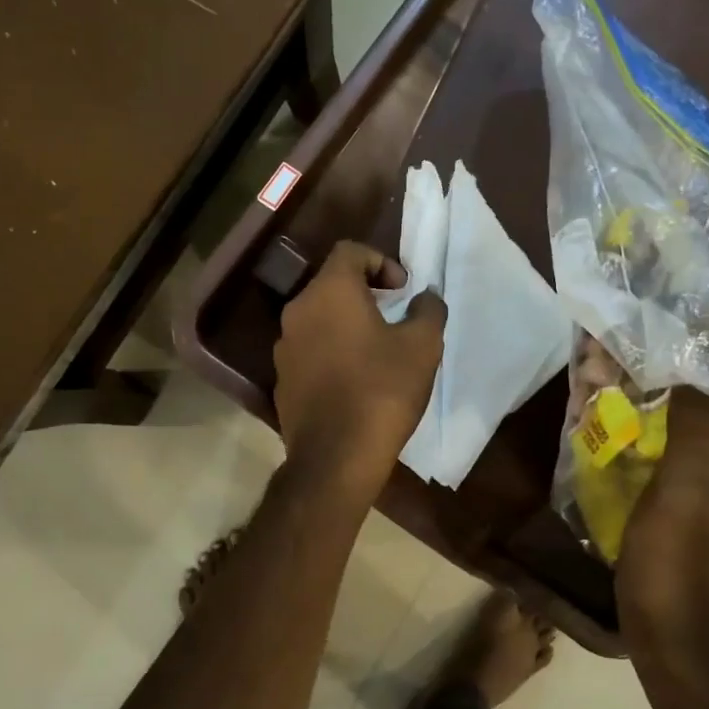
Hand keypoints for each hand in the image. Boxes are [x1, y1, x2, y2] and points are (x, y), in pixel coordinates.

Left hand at [273, 241, 445, 493]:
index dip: (380, 261)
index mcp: (329, 292)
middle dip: (365, 293)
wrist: (335, 456)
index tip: (402, 290)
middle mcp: (298, 311)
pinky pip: (309, 350)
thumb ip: (427, 311)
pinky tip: (354, 380)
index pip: (349, 251)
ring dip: (346, 323)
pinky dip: (331, 351)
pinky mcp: (281, 379)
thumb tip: (425, 297)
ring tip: (376, 349)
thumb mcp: (422, 347)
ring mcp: (284, 347)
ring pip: (318, 319)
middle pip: (331, 284)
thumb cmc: (382, 390)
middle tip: (394, 316)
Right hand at [615, 374, 708, 678]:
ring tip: (628, 375)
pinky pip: (692, 457)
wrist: (679, 658)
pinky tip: (626, 424)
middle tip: (647, 347)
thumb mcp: (685, 498)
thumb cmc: (683, 577)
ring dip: (675, 401)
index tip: (689, 321)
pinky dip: (664, 432)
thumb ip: (696, 429)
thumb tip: (699, 369)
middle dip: (695, 372)